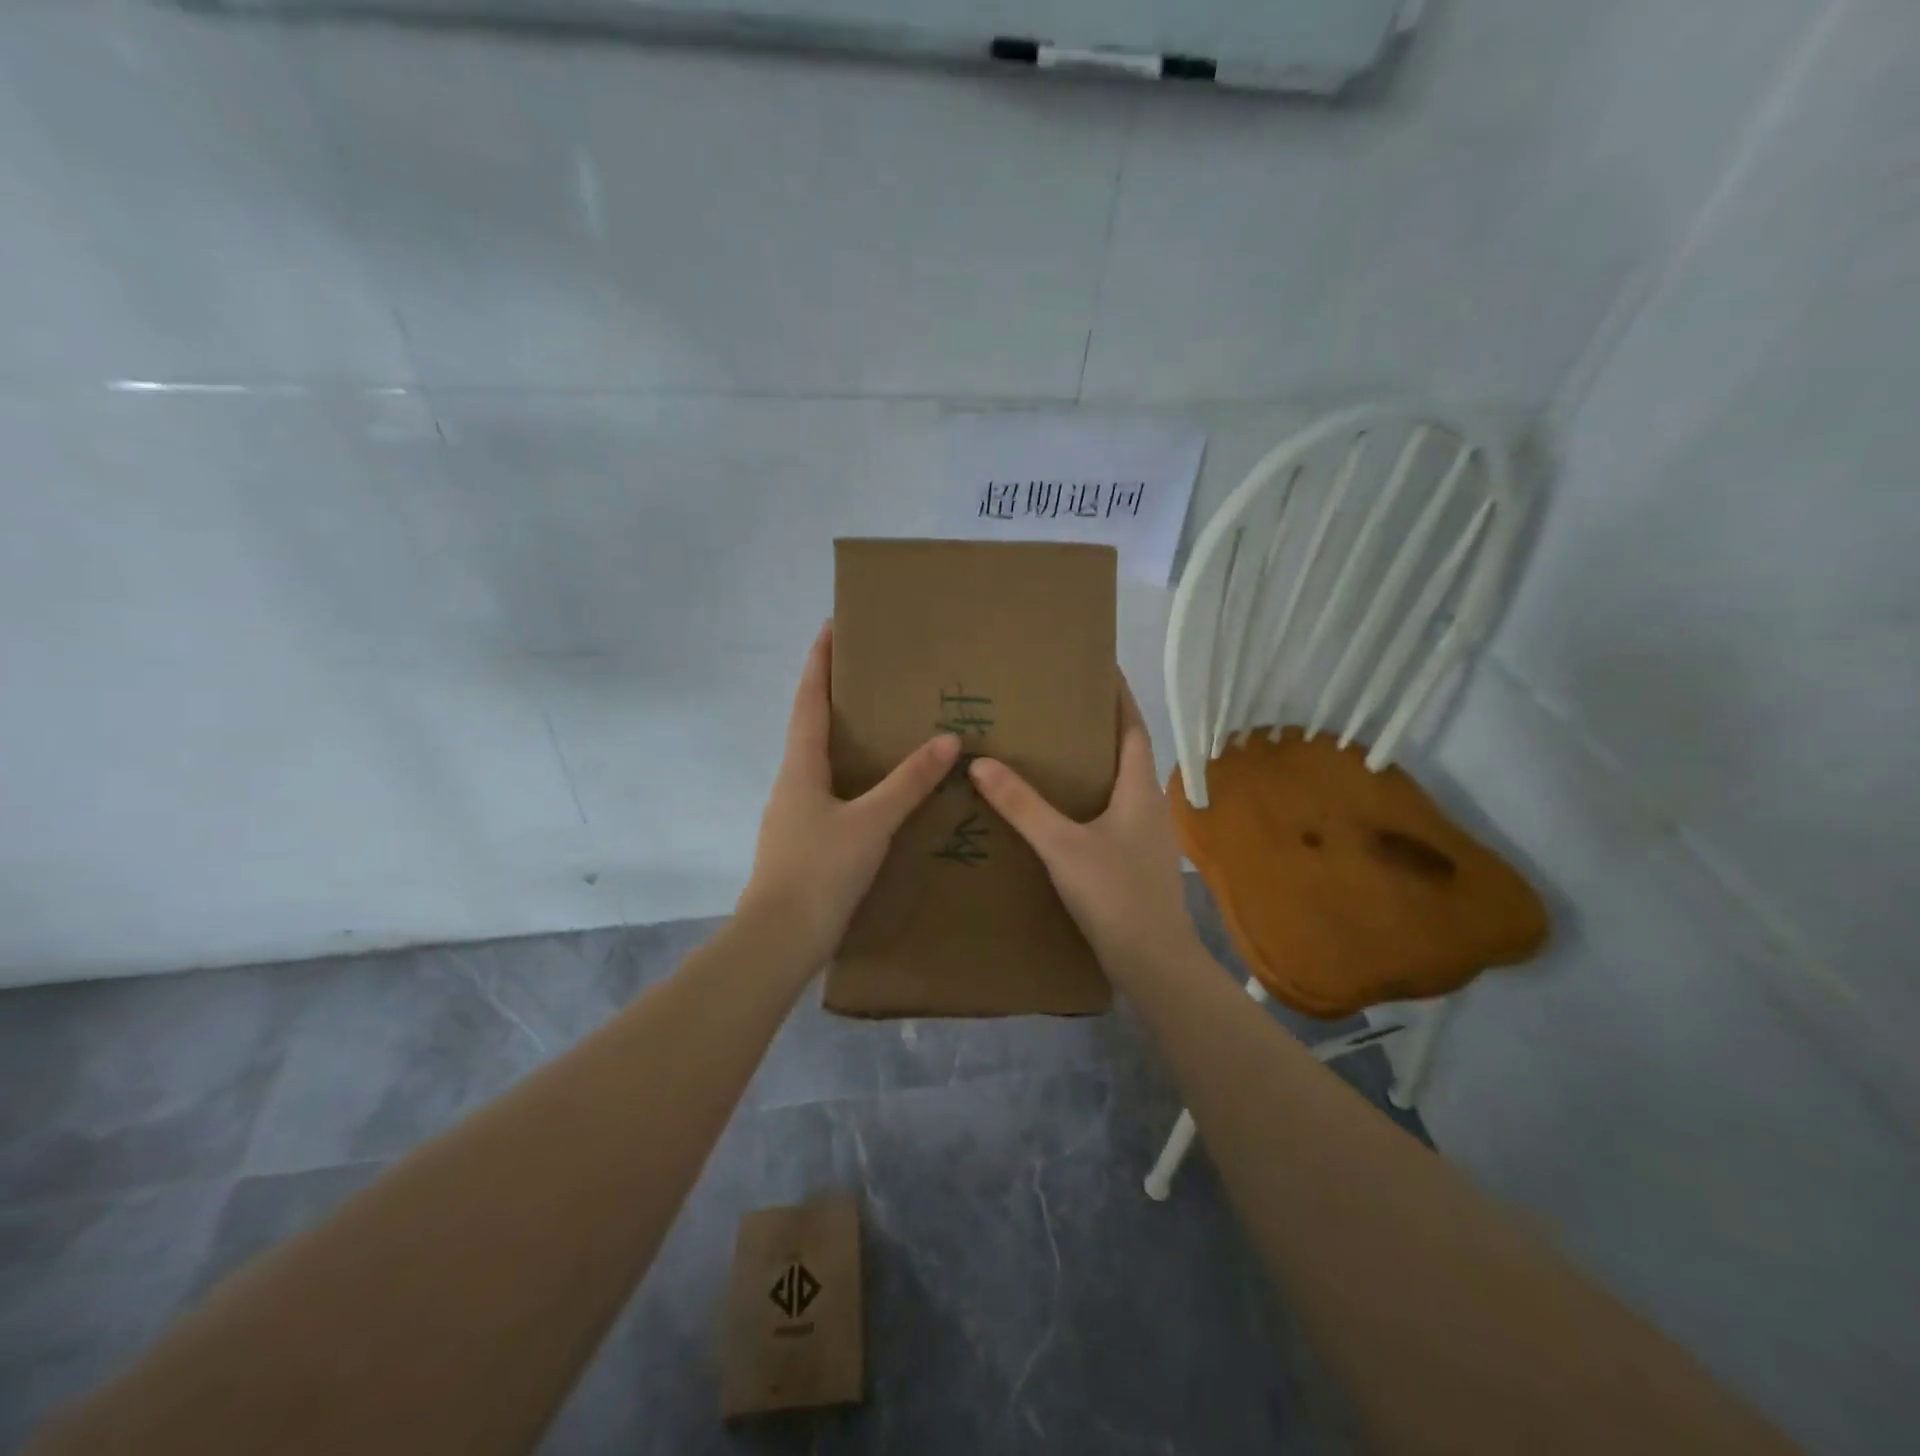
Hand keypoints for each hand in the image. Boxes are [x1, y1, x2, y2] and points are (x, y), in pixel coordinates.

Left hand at [739, 623, 959, 972]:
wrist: (779, 940)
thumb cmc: (819, 871)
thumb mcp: (871, 823)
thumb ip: (909, 783)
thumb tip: (947, 740)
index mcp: (800, 767)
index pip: (808, 700)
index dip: (819, 662)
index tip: (831, 627)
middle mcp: (792, 783)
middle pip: (810, 726)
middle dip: (834, 696)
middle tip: (870, 676)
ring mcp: (794, 815)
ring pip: (819, 763)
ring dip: (842, 738)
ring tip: (880, 728)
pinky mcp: (804, 842)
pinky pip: (829, 794)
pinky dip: (851, 777)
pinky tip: (875, 792)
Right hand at [968, 677, 1200, 980]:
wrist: (1153, 963)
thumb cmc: (1115, 894)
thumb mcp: (1062, 846)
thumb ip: (1022, 805)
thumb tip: (982, 762)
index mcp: (1139, 790)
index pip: (1133, 727)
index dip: (1119, 697)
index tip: (1100, 668)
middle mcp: (1148, 806)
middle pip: (1125, 754)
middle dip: (1097, 729)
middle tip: (1056, 709)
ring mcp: (1144, 837)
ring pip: (1116, 788)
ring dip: (1091, 768)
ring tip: (1050, 755)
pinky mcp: (1133, 863)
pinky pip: (1109, 817)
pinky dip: (1086, 803)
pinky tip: (1057, 814)